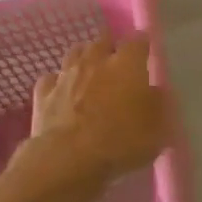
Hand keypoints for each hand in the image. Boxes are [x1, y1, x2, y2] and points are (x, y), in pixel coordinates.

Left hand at [29, 34, 166, 183]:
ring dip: (84, 59)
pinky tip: (62, 92)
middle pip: (103, 40)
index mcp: (128, 63)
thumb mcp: (157, 129)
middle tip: (118, 63)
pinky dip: (58, 82)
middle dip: (111, 47)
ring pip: (75, 53)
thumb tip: (156, 92)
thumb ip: (159, 105)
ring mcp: (66, 75)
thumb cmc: (120, 142)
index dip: (143, 45)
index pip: (138, 41)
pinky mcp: (43, 94)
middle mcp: (96, 60)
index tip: (146, 53)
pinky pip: (51, 79)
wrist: (67, 160)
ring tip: (90, 72)